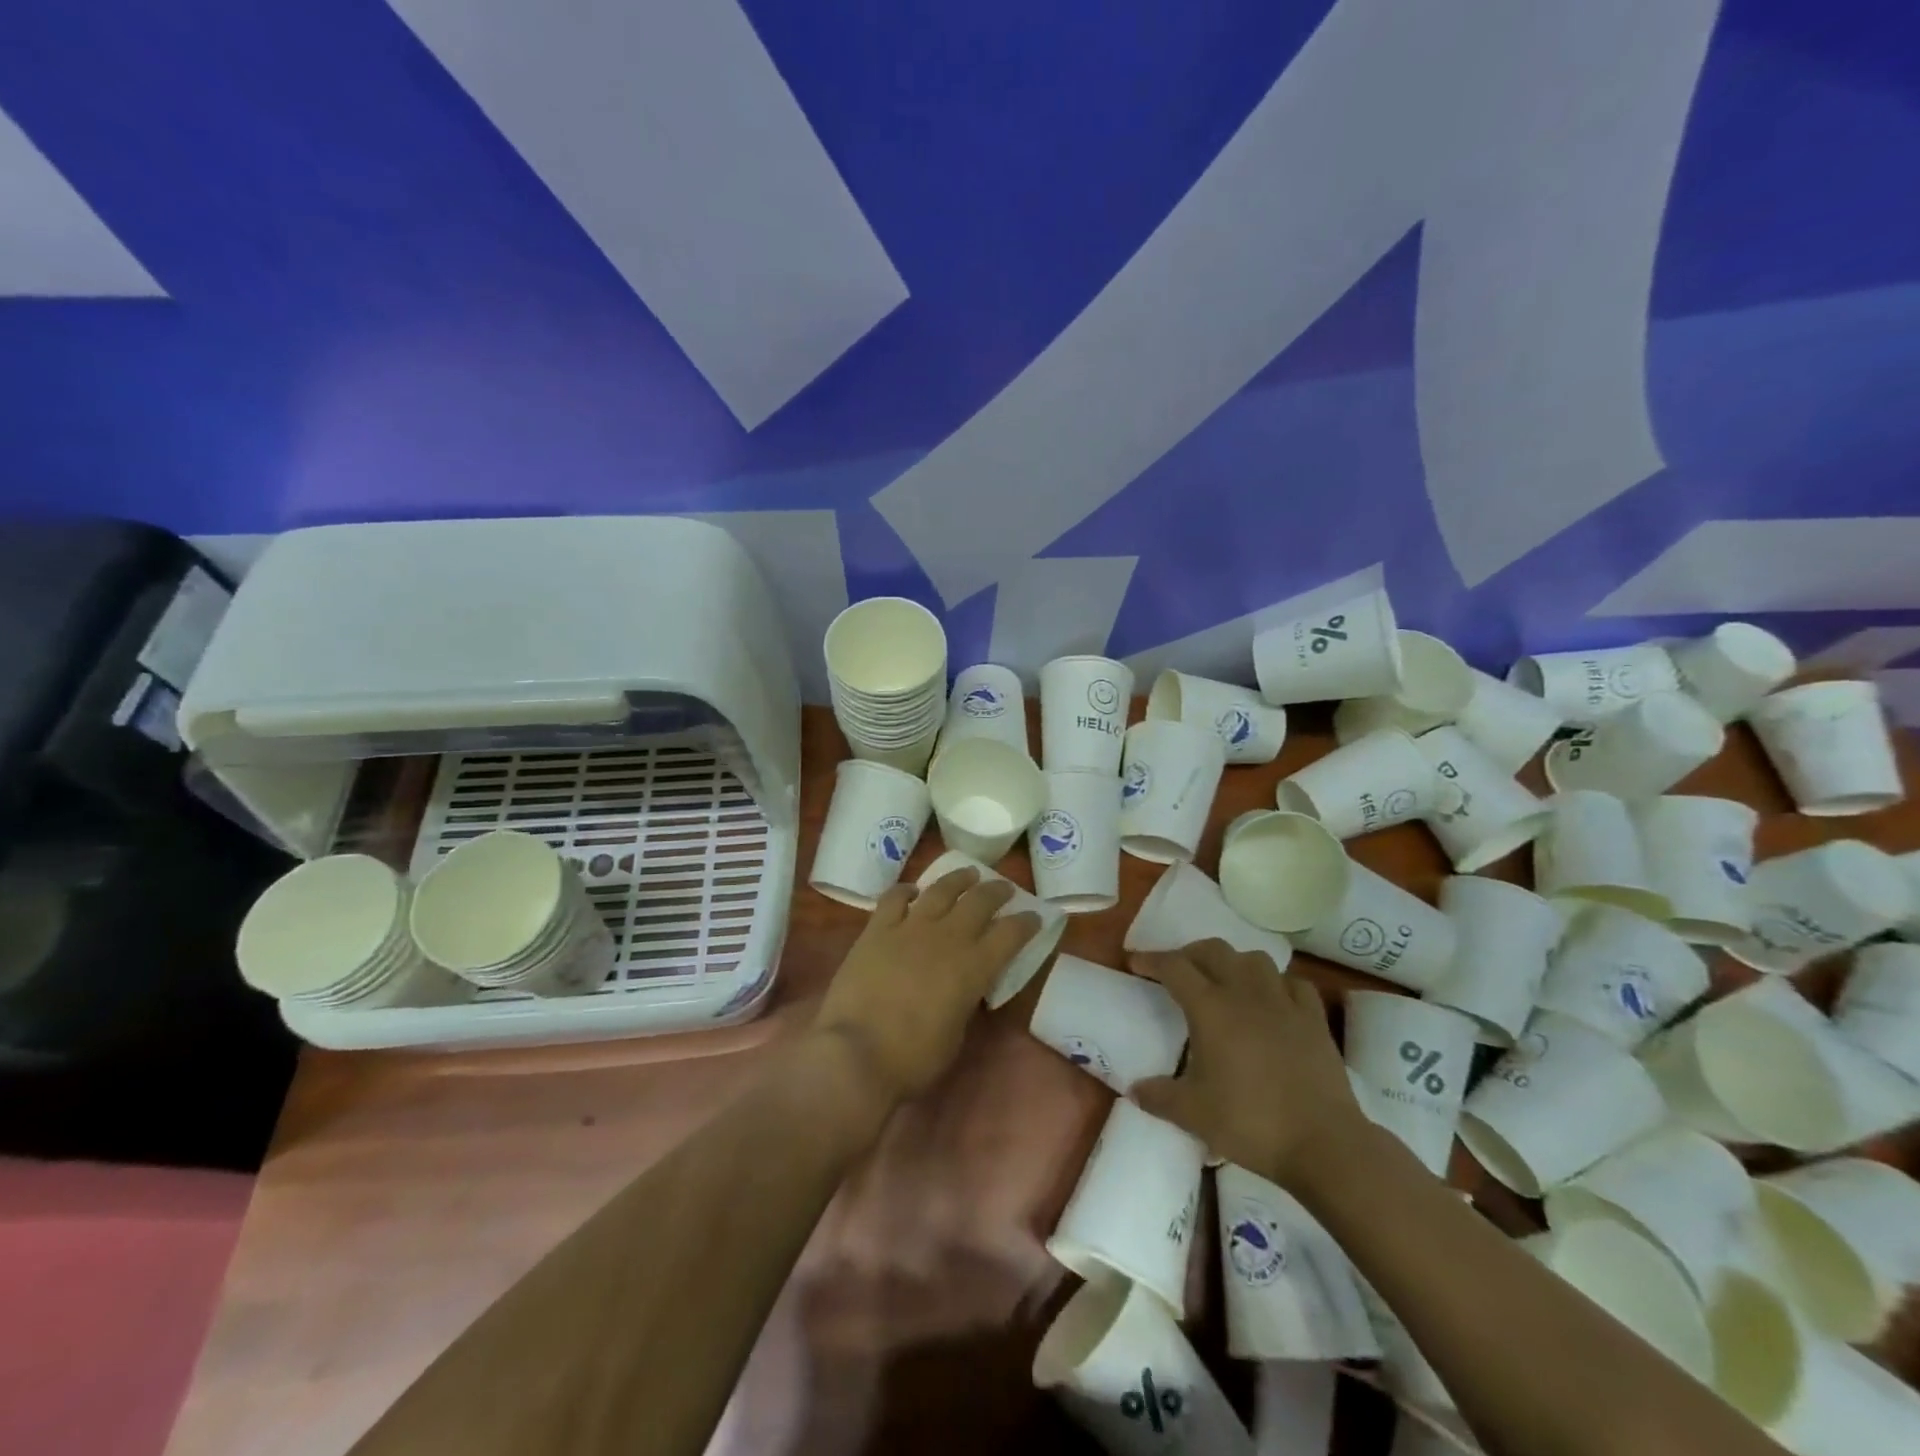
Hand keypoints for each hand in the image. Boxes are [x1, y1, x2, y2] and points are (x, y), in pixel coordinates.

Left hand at [812, 867, 1041, 1105]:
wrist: (857, 1053)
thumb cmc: (913, 1058)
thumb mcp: (956, 1034)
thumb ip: (964, 1001)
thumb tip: (964, 987)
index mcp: (974, 968)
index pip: (1010, 934)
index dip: (1026, 923)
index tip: (1034, 916)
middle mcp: (947, 938)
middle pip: (979, 901)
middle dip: (997, 891)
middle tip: (1004, 888)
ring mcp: (910, 928)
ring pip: (941, 890)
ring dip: (958, 879)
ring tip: (968, 873)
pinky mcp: (877, 929)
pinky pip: (894, 898)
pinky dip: (906, 890)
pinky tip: (912, 890)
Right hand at [1130, 940, 1368, 1185]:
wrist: (1324, 1143)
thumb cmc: (1251, 1122)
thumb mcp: (1193, 1114)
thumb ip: (1159, 1097)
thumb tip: (1134, 1089)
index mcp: (1210, 1008)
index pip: (1174, 967)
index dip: (1151, 960)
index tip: (1135, 962)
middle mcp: (1245, 993)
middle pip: (1213, 950)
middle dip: (1189, 953)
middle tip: (1177, 971)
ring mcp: (1284, 1002)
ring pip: (1254, 959)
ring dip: (1233, 962)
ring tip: (1224, 981)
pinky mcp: (1314, 1018)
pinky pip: (1292, 983)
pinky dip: (1276, 983)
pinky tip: (1272, 999)